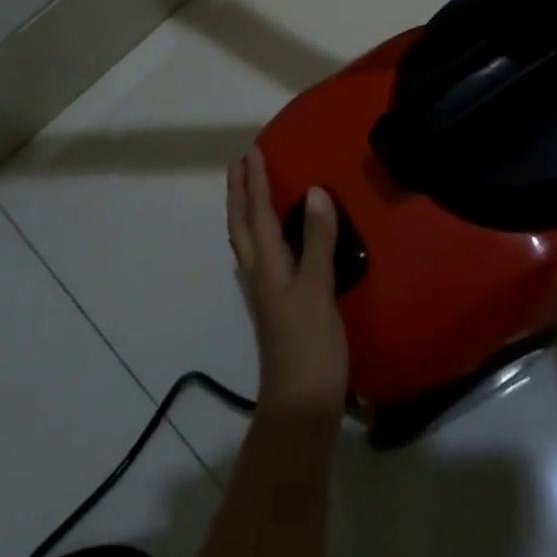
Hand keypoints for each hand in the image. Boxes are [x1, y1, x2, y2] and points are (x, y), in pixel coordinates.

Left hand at [226, 148, 349, 421]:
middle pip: (241, 224)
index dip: (255, 181)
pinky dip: (260, 235)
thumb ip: (315, 240)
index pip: (257, 213)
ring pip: (247, 240)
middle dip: (239, 192)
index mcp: (267, 265)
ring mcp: (265, 292)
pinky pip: (261, 256)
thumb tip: (314, 191)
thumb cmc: (309, 345)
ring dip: (246, 211)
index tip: (251, 150)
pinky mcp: (276, 306)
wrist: (300, 406)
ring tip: (251, 190)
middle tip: (240, 163)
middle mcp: (258, 273)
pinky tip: (273, 240)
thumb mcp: (317, 289)